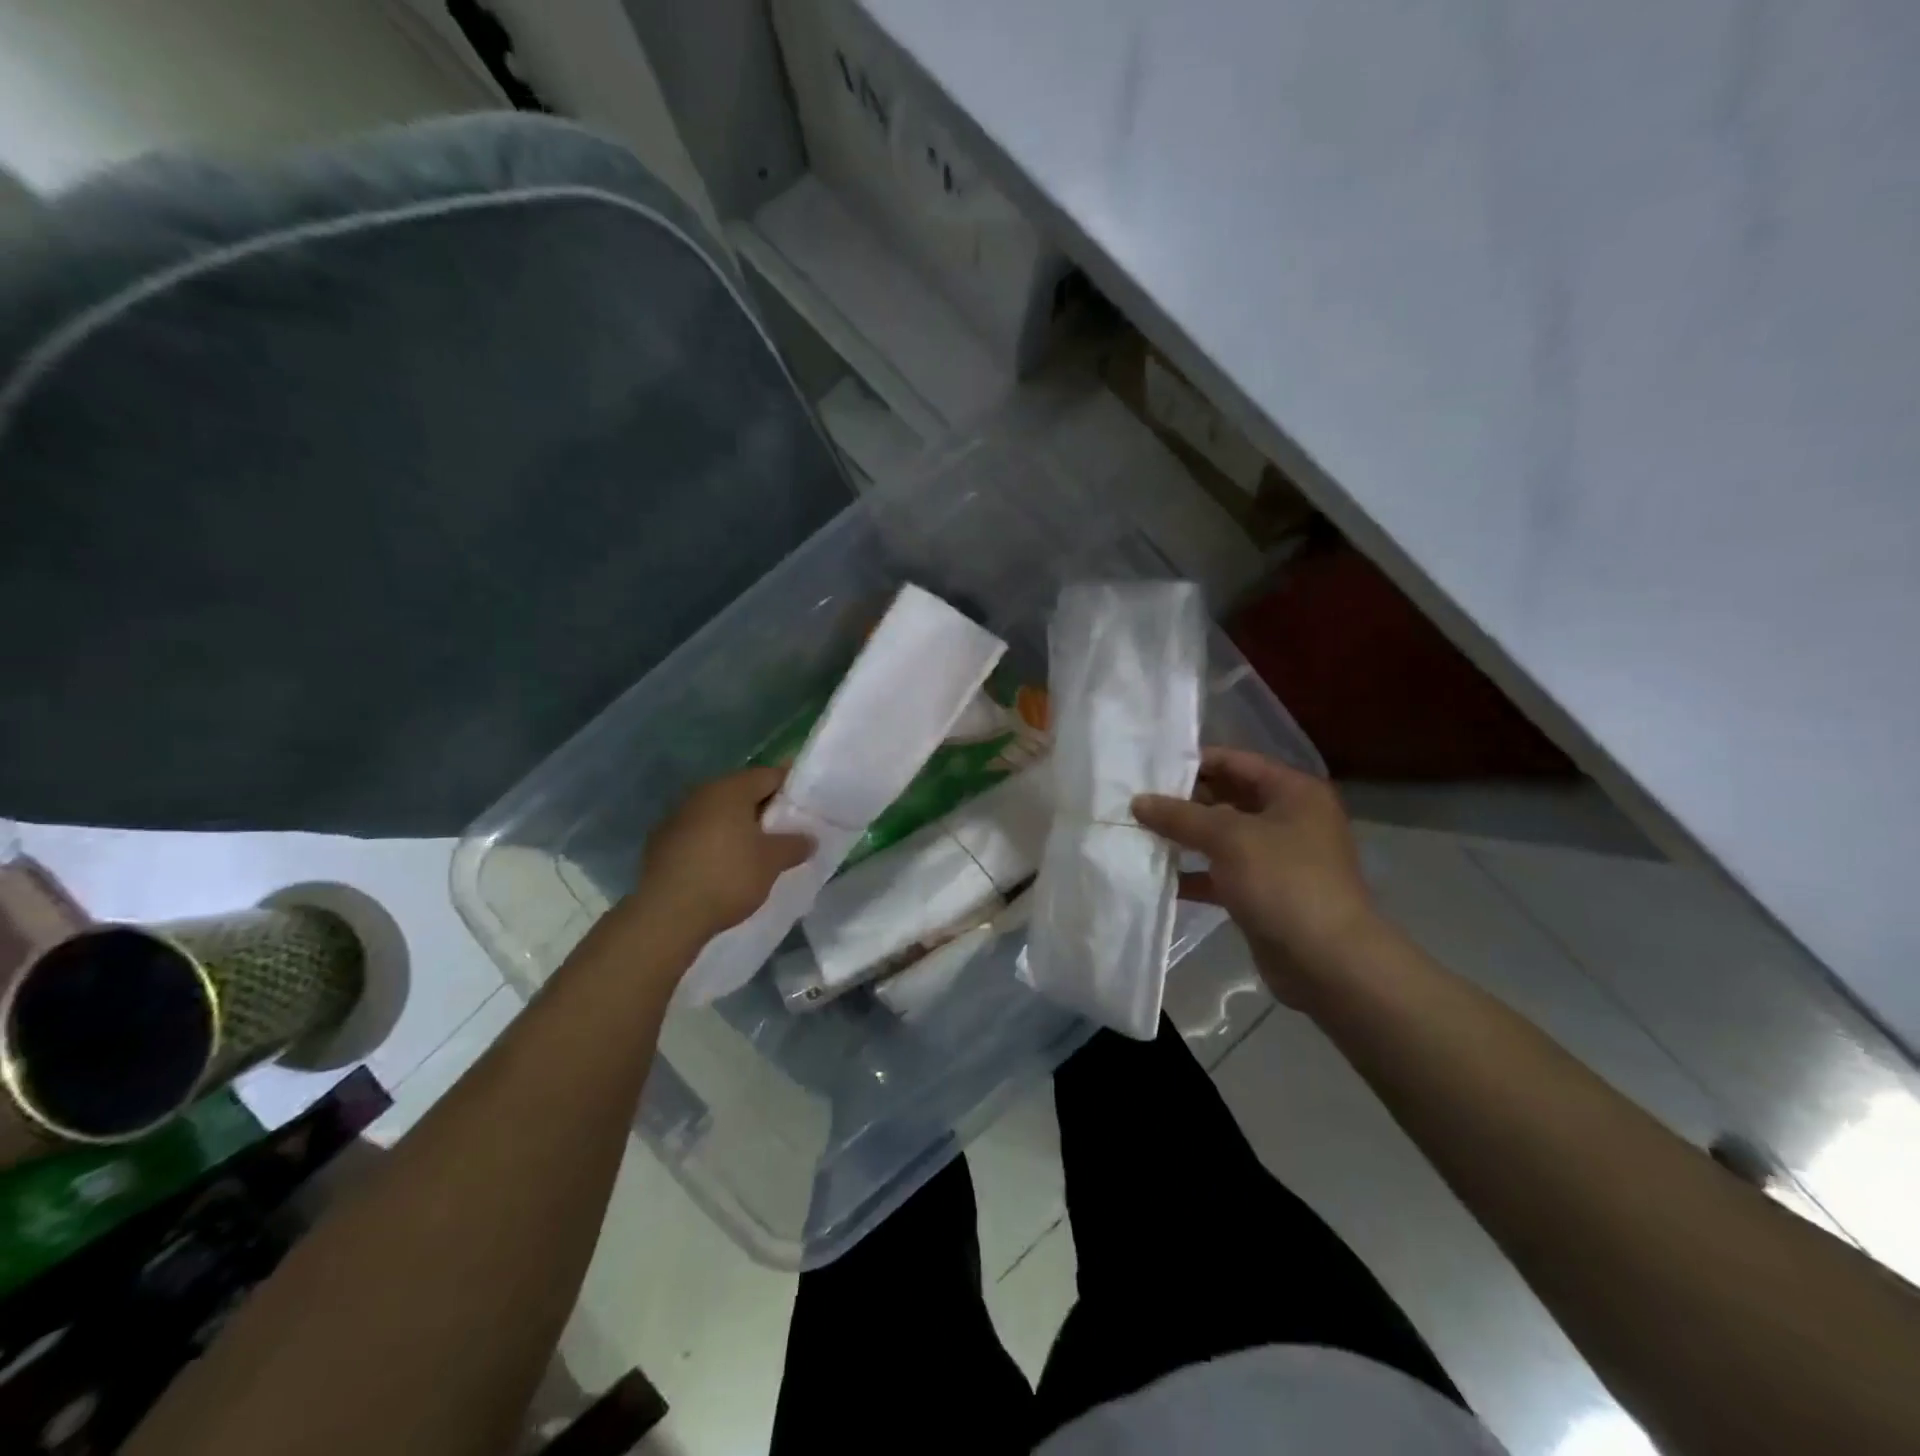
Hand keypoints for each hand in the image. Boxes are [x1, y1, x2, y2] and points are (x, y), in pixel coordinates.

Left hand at [628, 766, 812, 945]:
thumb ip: (795, 844)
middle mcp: (701, 794)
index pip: (769, 775)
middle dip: (763, 809)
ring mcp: (676, 817)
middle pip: (741, 792)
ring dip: (737, 826)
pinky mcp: (660, 843)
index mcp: (730, 789)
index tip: (806, 805)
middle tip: (785, 830)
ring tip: (755, 851)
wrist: (667, 915)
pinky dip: (714, 842)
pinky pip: (698, 833)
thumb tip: (809, 838)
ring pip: (717, 813)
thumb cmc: (728, 877)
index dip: (790, 787)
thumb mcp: (772, 862)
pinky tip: (723, 866)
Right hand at [1133, 748, 1375, 999]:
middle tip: (1135, 802)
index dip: (1193, 762)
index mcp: (1293, 792)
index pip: (1236, 761)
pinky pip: (1221, 873)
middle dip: (1183, 801)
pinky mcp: (1263, 893)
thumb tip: (1138, 801)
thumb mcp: (1228, 838)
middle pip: (1227, 798)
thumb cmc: (1284, 882)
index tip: (1149, 768)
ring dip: (1184, 838)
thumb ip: (1180, 816)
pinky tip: (1157, 877)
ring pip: (1221, 838)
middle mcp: (1288, 819)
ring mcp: (1277, 858)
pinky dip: (1193, 874)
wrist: (1327, 962)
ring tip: (1137, 834)